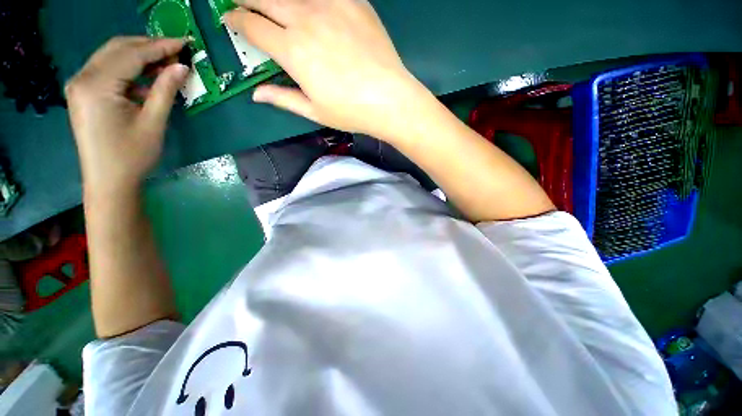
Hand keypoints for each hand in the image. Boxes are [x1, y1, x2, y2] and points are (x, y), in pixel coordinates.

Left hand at [66, 37, 188, 194]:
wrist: (108, 181)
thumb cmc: (132, 155)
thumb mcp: (153, 122)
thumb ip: (165, 90)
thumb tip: (181, 67)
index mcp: (97, 85)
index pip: (132, 54)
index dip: (161, 46)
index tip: (185, 42)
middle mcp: (83, 78)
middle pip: (118, 49)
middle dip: (149, 46)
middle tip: (177, 52)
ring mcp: (80, 85)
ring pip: (112, 57)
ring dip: (140, 57)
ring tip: (166, 64)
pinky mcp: (83, 93)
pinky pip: (107, 70)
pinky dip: (129, 70)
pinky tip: (146, 80)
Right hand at [225, 0, 428, 140]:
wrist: (389, 99)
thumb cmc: (351, 111)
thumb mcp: (314, 111)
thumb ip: (283, 98)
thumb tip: (256, 95)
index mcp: (292, 50)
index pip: (251, 26)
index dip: (236, 21)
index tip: (230, 20)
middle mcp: (305, 19)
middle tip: (243, 3)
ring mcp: (330, 5)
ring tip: (272, 5)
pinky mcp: (352, 1)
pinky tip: (310, 7)